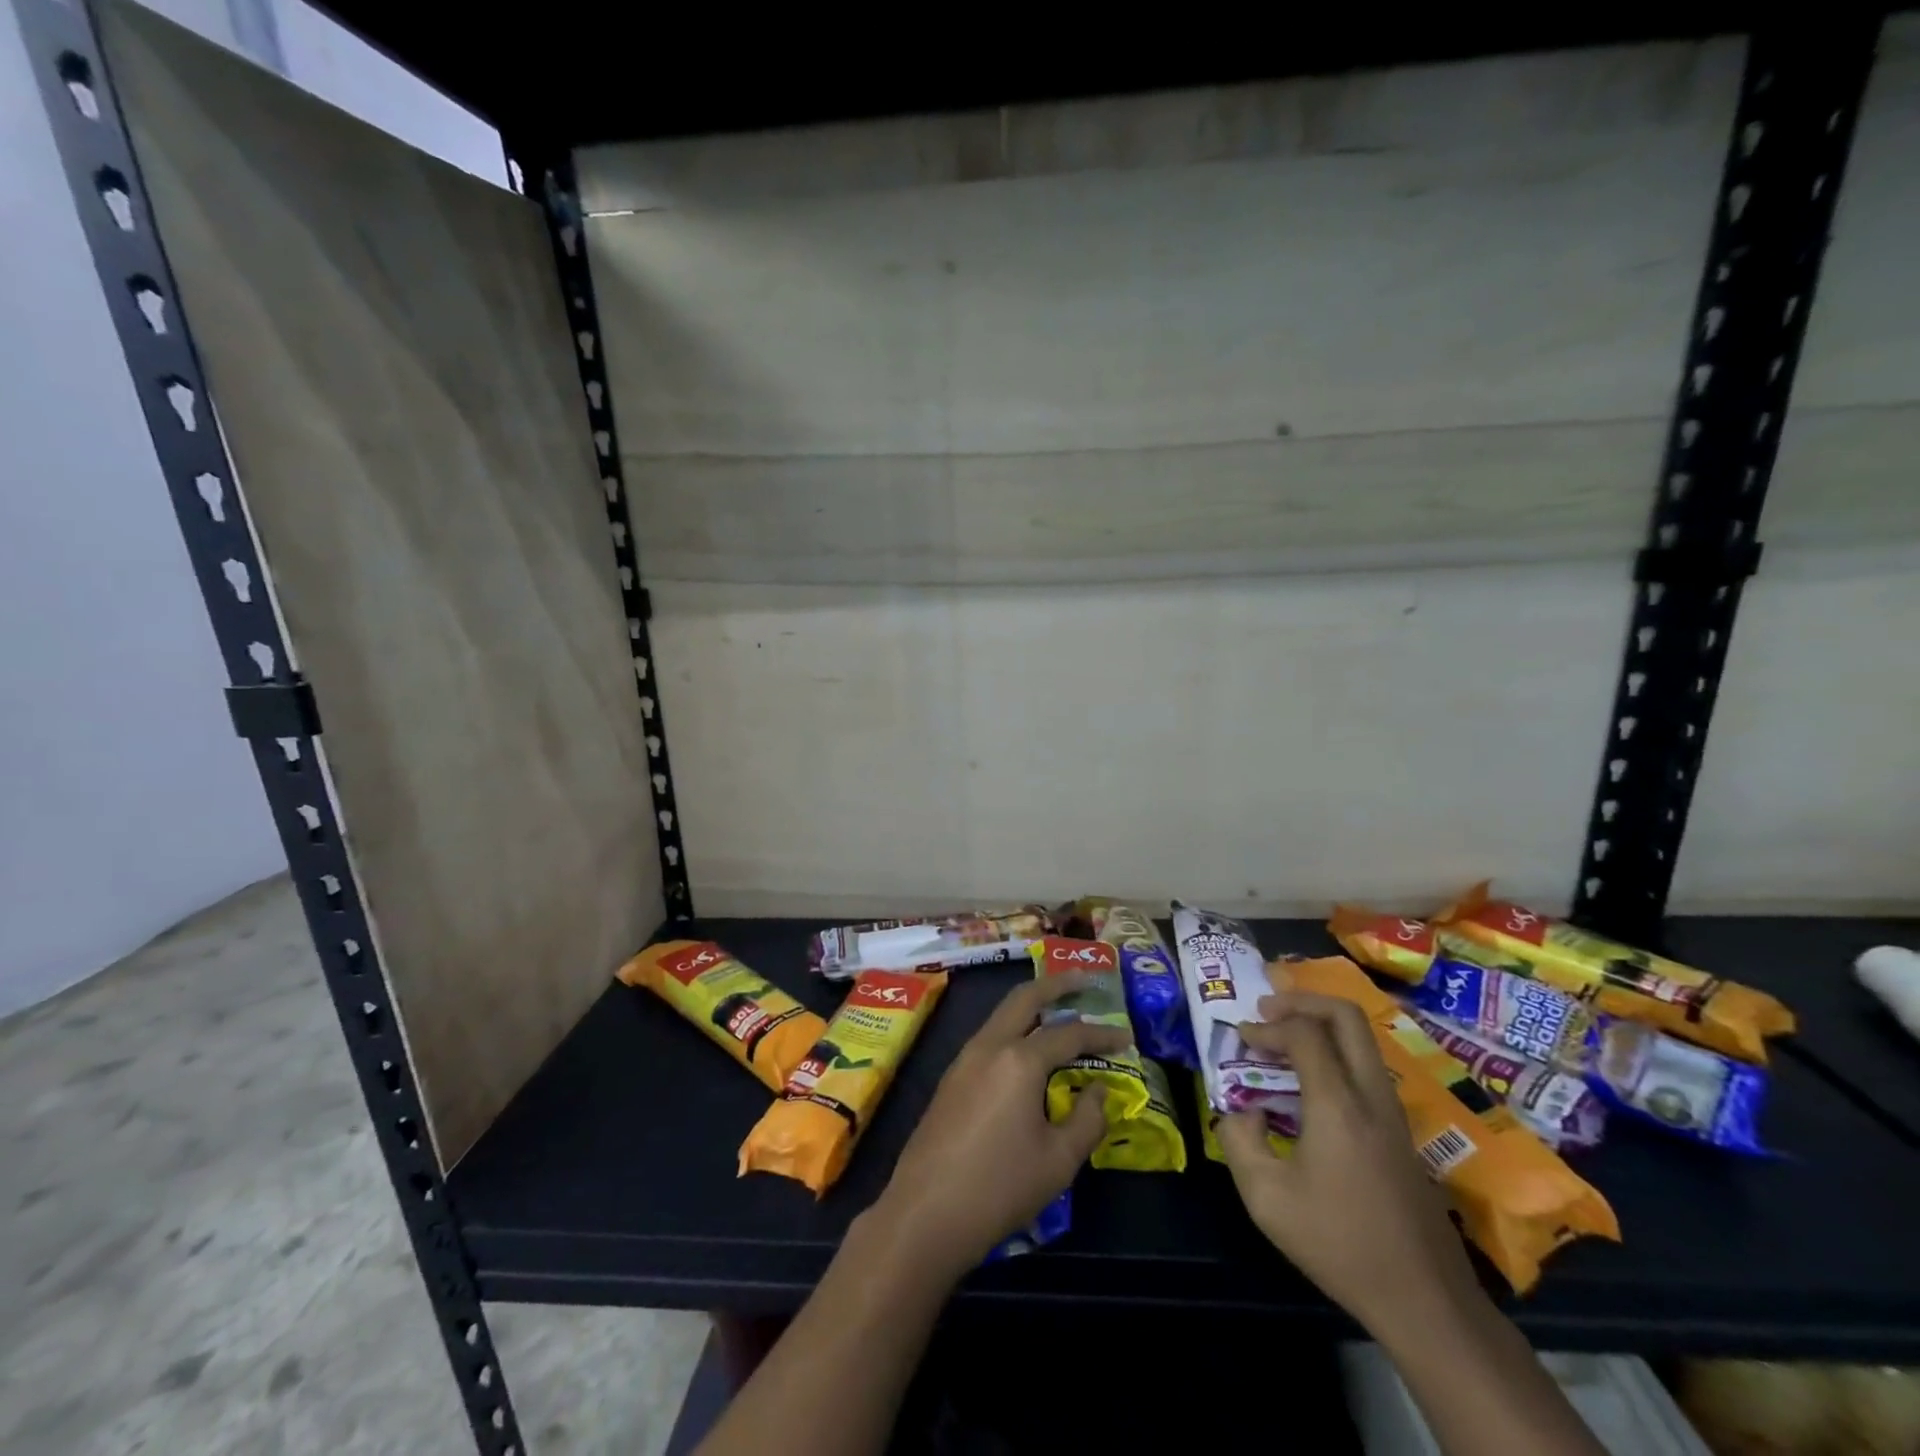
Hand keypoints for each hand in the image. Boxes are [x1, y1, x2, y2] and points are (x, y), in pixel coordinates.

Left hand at [867, 975, 1126, 1279]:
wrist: (925, 1213)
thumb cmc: (999, 1187)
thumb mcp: (1058, 1161)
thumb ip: (1087, 1119)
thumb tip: (1098, 1089)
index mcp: (1019, 1060)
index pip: (1069, 1034)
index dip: (1101, 1034)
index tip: (1125, 1037)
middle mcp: (989, 1046)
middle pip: (1025, 998)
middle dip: (1056, 985)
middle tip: (1084, 980)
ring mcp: (964, 1059)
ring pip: (1002, 1014)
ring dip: (1032, 1005)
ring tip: (1059, 1010)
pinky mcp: (951, 1078)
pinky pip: (989, 1037)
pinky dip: (1014, 1029)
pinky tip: (1027, 1051)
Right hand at [1216, 989, 1482, 1337]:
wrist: (1425, 1300)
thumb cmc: (1339, 1244)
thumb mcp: (1266, 1198)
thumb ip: (1239, 1141)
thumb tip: (1243, 1112)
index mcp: (1339, 1105)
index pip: (1304, 1033)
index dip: (1267, 1026)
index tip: (1241, 1039)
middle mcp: (1371, 1096)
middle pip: (1346, 1016)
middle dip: (1302, 1001)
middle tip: (1267, 1010)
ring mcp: (1394, 1112)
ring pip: (1362, 1039)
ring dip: (1320, 1024)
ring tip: (1283, 1038)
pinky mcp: (1402, 1131)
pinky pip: (1366, 1066)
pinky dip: (1335, 1052)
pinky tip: (1309, 1080)